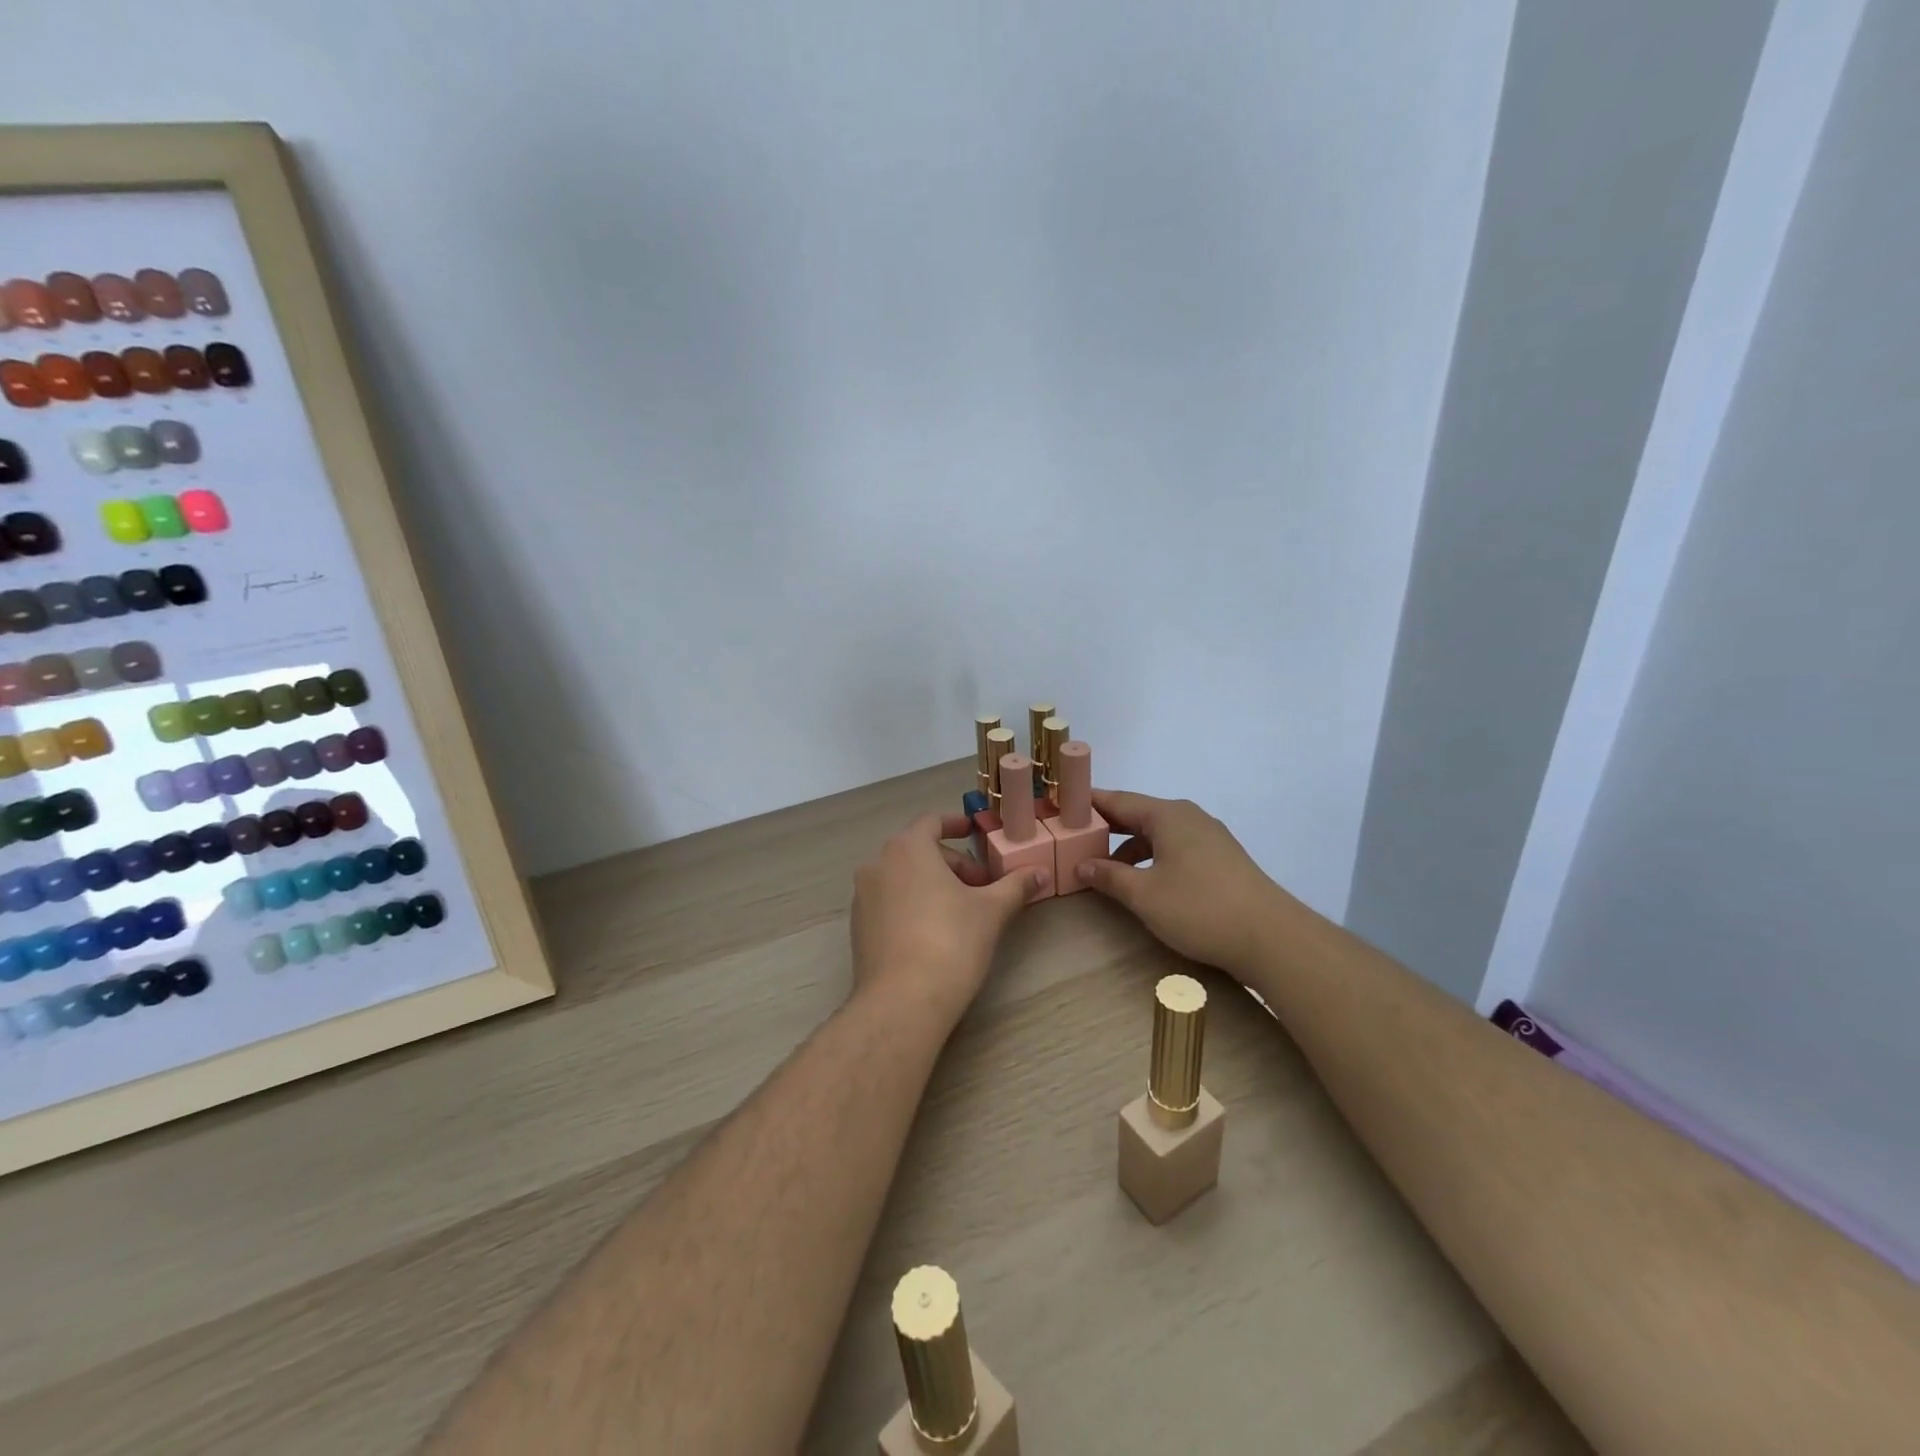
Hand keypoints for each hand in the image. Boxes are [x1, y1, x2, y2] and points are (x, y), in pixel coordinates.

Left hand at [849, 813, 1048, 1024]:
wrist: (901, 1002)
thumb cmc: (950, 943)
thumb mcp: (991, 911)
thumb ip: (1015, 885)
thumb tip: (1041, 872)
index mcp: (907, 848)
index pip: (932, 822)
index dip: (956, 824)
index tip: (974, 832)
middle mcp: (878, 864)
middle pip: (919, 851)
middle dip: (953, 864)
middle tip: (982, 887)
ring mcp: (863, 896)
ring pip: (903, 877)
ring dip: (933, 884)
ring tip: (962, 911)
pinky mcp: (858, 927)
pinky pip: (889, 902)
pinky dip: (912, 904)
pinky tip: (934, 933)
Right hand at [1075, 790, 1283, 976]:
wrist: (1270, 937)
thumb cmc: (1199, 908)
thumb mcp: (1144, 895)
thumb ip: (1109, 876)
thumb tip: (1082, 864)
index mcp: (1168, 815)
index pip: (1118, 800)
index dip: (1088, 803)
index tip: (1061, 806)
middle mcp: (1189, 817)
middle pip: (1138, 814)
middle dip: (1106, 827)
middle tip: (1073, 838)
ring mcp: (1209, 837)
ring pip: (1158, 834)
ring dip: (1129, 847)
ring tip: (1104, 867)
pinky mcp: (1221, 859)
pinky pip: (1176, 848)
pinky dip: (1153, 858)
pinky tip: (1143, 882)